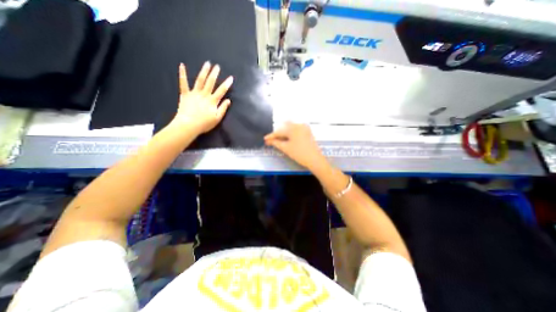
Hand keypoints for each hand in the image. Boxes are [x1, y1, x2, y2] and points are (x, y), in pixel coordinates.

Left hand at [173, 61, 233, 133]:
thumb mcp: (217, 118)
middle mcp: (204, 95)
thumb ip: (223, 108)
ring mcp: (194, 93)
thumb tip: (229, 100)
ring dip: (204, 71)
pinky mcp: (185, 94)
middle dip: (215, 74)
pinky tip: (182, 65)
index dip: (227, 84)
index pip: (221, 91)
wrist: (188, 125)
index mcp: (213, 101)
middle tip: (217, 66)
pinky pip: (183, 83)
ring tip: (207, 63)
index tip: (231, 77)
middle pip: (210, 82)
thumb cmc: (205, 123)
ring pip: (200, 80)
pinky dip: (182, 74)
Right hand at [263, 122, 326, 170]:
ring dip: (284, 133)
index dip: (271, 136)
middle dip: (278, 134)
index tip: (265, 139)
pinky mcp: (308, 131)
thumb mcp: (286, 148)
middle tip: (271, 140)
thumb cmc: (299, 154)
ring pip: (290, 128)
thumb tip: (268, 141)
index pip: (279, 131)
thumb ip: (276, 143)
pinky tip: (287, 139)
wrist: (315, 159)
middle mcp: (298, 125)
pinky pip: (296, 130)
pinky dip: (290, 133)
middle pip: (284, 128)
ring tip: (278, 140)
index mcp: (292, 128)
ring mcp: (304, 128)